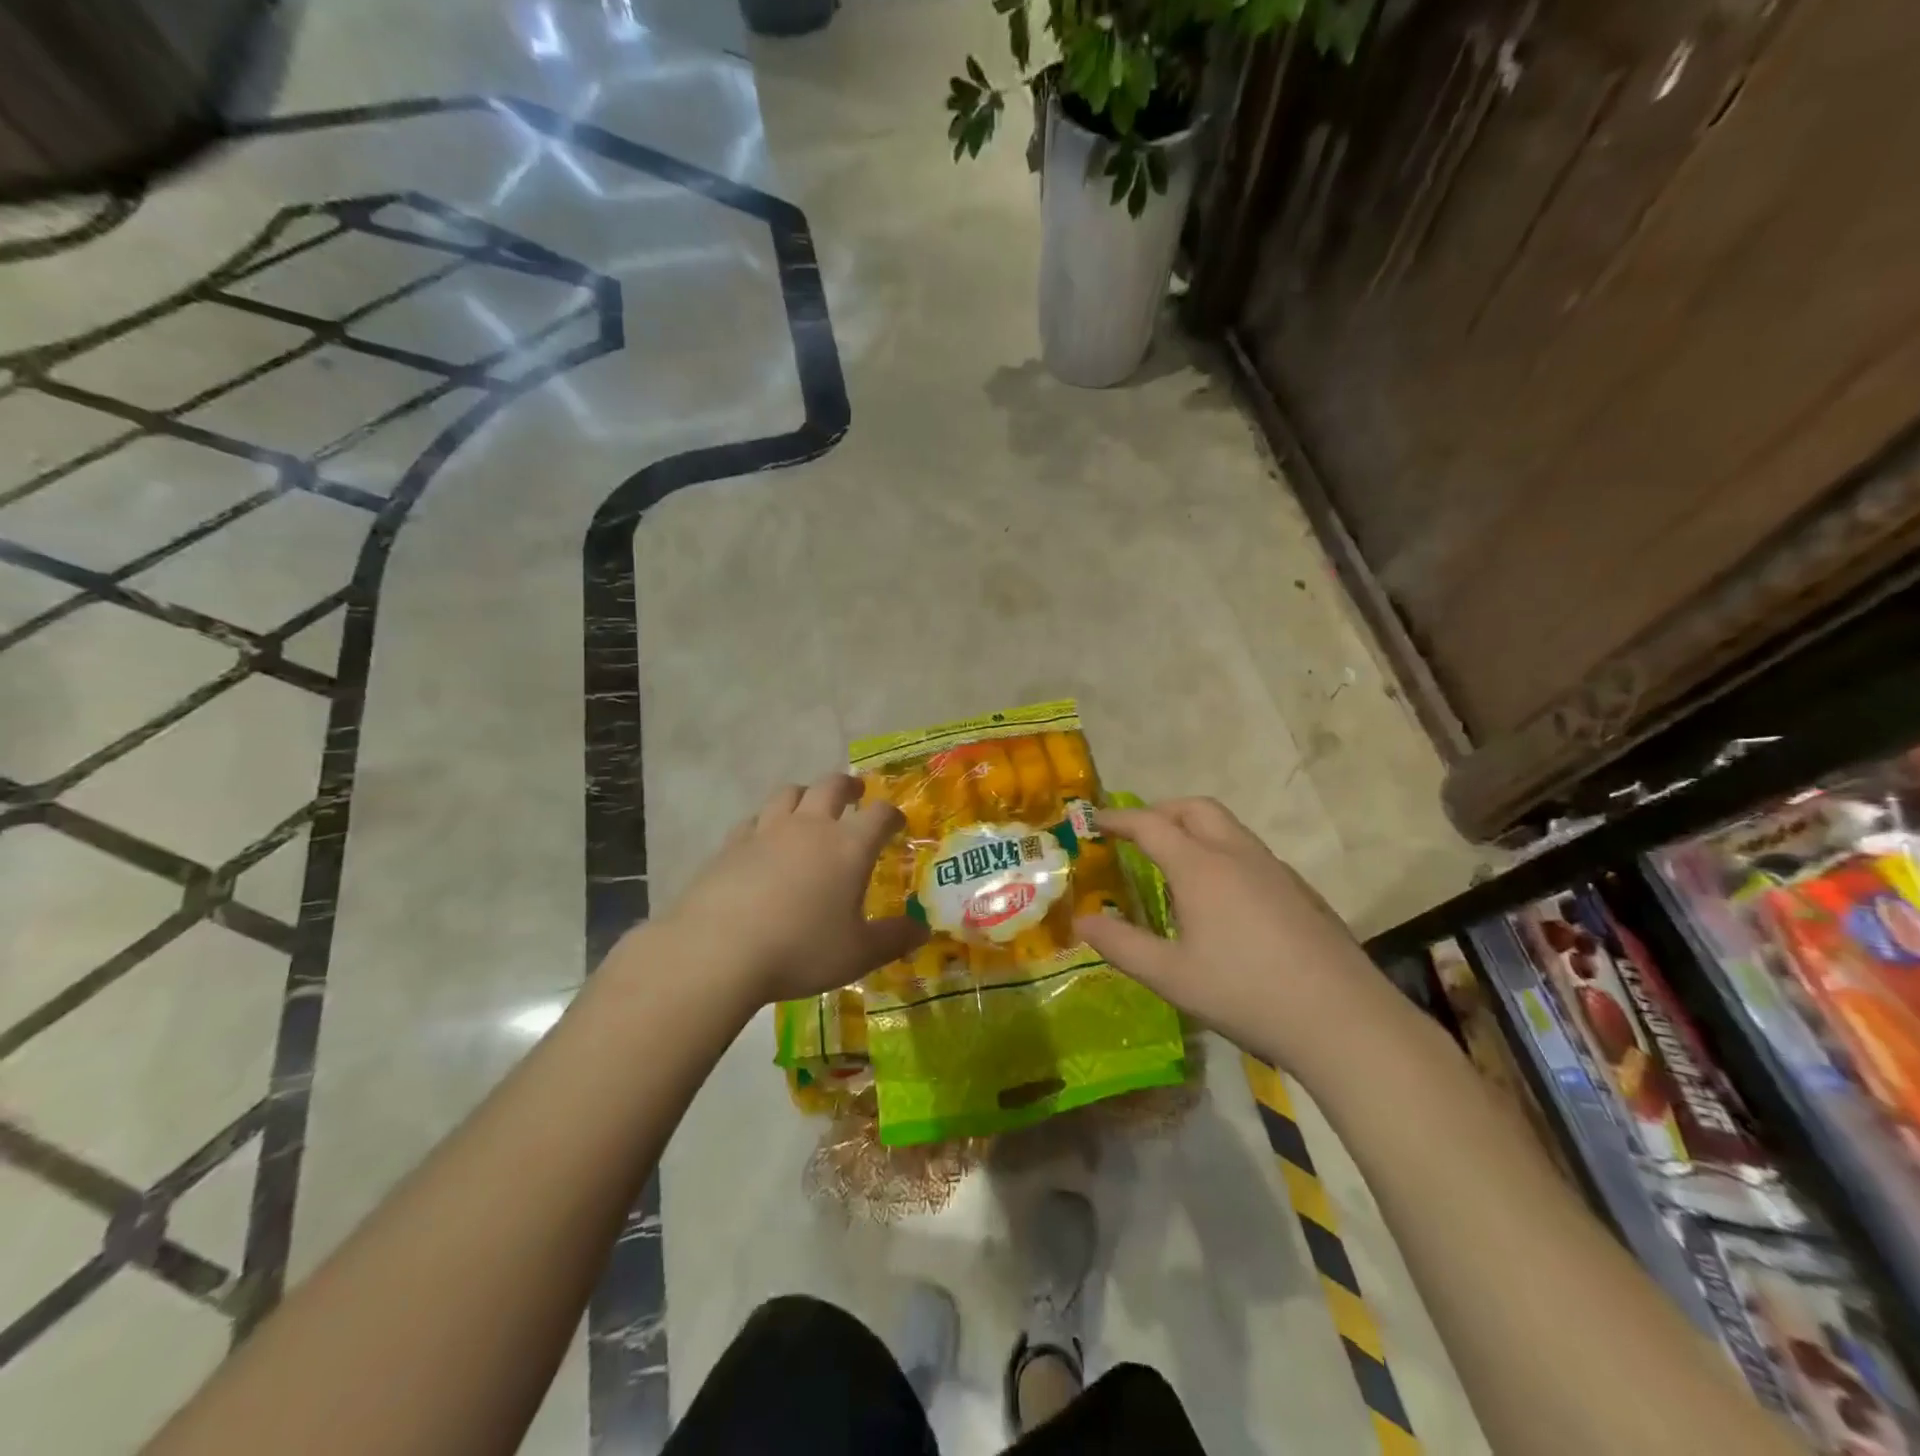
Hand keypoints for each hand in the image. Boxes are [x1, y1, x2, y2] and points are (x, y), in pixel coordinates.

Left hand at [657, 773, 927, 1008]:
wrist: (718, 951)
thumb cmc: (801, 950)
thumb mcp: (858, 954)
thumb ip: (895, 938)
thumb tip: (923, 929)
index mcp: (848, 846)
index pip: (879, 814)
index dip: (892, 815)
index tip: (896, 823)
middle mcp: (810, 827)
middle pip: (832, 786)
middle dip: (849, 786)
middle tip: (856, 794)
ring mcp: (767, 831)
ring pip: (789, 793)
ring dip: (805, 794)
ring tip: (809, 807)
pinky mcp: (732, 844)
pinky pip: (754, 819)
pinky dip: (766, 821)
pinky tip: (764, 838)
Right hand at [1073, 797, 1402, 1077]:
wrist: (1342, 1019)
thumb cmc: (1245, 993)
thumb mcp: (1170, 976)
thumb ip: (1120, 945)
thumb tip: (1080, 921)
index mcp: (1201, 868)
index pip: (1150, 825)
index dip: (1118, 819)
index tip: (1094, 821)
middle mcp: (1238, 855)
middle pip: (1195, 809)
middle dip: (1160, 810)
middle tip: (1136, 833)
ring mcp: (1275, 870)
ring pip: (1228, 827)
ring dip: (1194, 828)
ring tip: (1174, 860)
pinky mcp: (1299, 890)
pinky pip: (1250, 852)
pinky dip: (1222, 851)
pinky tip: (1222, 895)